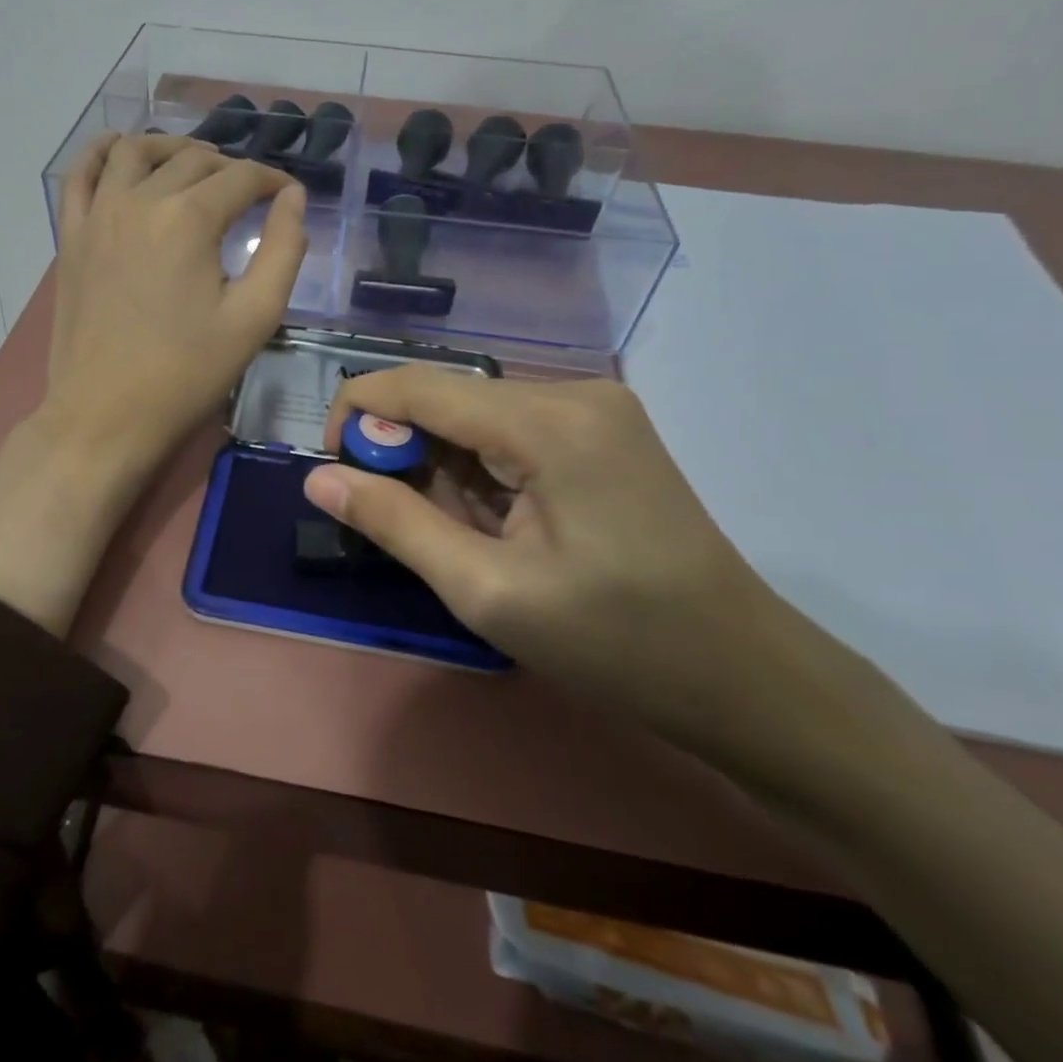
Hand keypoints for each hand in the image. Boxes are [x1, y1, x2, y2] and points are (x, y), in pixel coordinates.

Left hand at [0, 133, 303, 638]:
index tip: (287, 193)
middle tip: (247, 194)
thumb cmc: (186, 374)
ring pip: (134, 151)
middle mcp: (139, 201)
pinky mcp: (70, 236)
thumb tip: (293, 197)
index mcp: (189, 219)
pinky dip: (101, 153)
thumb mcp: (254, 319)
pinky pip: (80, 174)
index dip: (271, 179)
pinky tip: (119, 153)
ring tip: (193, 166)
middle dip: (228, 167)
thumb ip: (284, 251)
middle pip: (191, 159)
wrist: (105, 416)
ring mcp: (97, 215)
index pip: (240, 178)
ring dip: (170, 148)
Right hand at [304, 368, 884, 782]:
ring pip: (476, 414)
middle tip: (402, 525)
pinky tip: (495, 521)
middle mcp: (572, 392)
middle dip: (404, 450)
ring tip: (460, 536)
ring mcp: (595, 407)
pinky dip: (481, 467)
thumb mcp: (487, 591)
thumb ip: (395, 523)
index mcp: (547, 422)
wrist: (745, 676)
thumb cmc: (615, 643)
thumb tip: (317, 478)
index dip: (357, 415)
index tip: (334, 473)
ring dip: (444, 465)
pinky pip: (511, 429)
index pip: (416, 385)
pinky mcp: (604, 429)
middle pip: (447, 397)